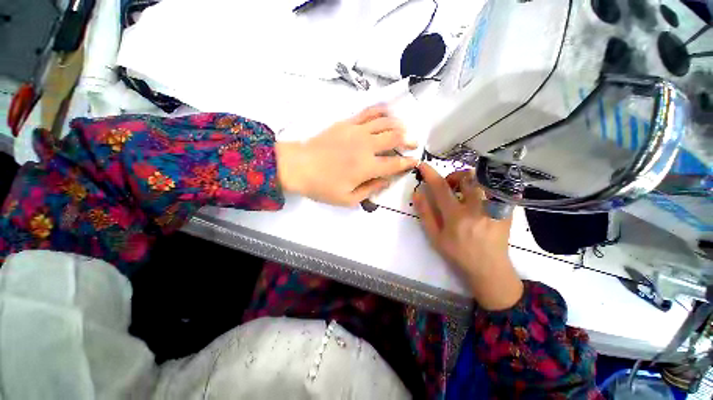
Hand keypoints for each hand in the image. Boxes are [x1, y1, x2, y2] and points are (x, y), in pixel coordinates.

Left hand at [276, 106, 418, 205]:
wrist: (298, 166)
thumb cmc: (322, 186)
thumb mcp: (347, 199)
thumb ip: (370, 190)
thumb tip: (386, 181)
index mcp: (367, 167)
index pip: (395, 163)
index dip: (408, 162)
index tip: (415, 161)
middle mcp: (366, 146)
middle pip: (395, 137)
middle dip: (409, 140)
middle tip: (413, 143)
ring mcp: (356, 131)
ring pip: (385, 121)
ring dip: (398, 124)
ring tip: (403, 129)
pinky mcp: (346, 123)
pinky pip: (368, 112)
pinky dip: (381, 111)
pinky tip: (387, 114)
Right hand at [412, 163, 522, 309]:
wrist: (489, 269)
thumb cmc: (457, 254)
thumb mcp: (435, 237)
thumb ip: (425, 214)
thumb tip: (417, 193)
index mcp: (456, 216)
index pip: (441, 188)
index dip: (430, 174)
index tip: (423, 165)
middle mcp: (477, 208)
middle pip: (466, 177)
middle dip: (454, 176)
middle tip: (450, 187)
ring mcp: (495, 208)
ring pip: (483, 179)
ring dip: (470, 180)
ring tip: (466, 191)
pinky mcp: (507, 210)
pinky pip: (497, 188)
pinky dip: (485, 186)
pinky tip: (480, 197)